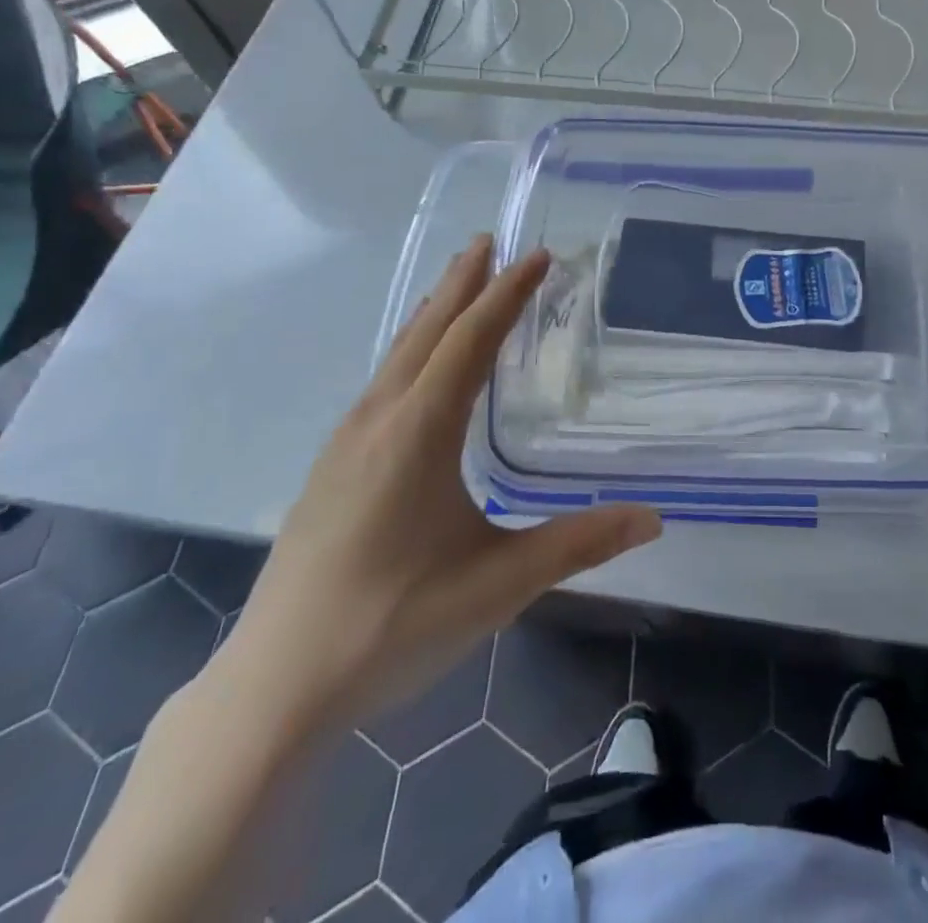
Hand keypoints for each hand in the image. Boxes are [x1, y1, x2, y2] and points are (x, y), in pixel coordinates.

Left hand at [210, 236, 661, 744]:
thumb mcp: (499, 583)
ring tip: (458, 285)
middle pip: (427, 330)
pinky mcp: (331, 467)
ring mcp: (346, 442)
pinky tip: (417, 368)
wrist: (274, 687)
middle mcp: (379, 419)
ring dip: (433, 312)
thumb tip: (653, 520)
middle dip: (462, 283)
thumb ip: (579, 544)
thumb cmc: (393, 625)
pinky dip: (411, 349)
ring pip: (398, 354)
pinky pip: (382, 381)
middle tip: (490, 241)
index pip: (471, 340)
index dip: (506, 294)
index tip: (537, 256)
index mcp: (419, 431)